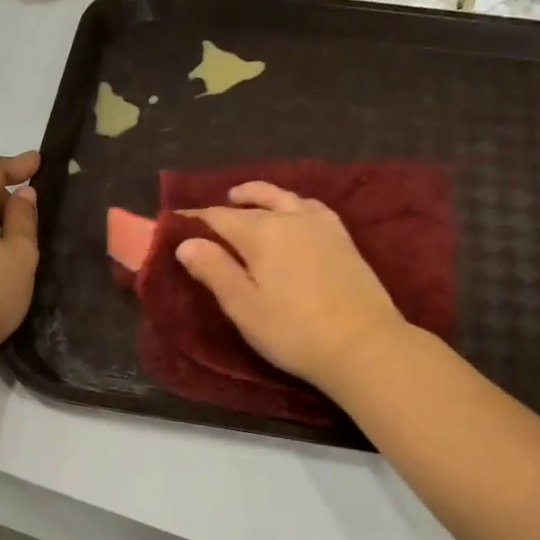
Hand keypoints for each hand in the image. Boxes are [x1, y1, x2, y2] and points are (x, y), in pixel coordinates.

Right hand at [175, 182, 406, 389]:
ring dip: (263, 196)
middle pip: (256, 199)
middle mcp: (291, 218)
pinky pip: (311, 207)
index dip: (194, 220)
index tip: (175, 223)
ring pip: (287, 198)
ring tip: (251, 202)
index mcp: (261, 232)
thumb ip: (214, 270)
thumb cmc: (293, 330)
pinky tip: (294, 216)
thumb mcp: (243, 306)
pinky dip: (292, 204)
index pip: (218, 217)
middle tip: (216, 206)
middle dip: (231, 201)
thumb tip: (186, 242)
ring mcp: (323, 225)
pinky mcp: (344, 239)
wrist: (363, 344)